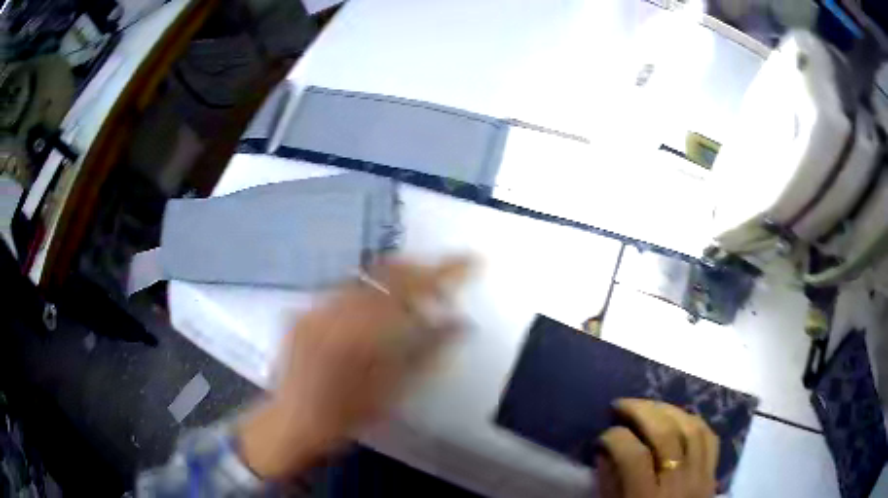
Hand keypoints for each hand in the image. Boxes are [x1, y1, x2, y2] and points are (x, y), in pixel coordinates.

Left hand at [237, 257, 470, 479]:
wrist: (293, 422)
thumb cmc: (347, 414)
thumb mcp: (393, 389)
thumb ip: (428, 350)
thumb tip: (461, 324)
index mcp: (363, 329)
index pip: (413, 287)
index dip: (444, 271)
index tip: (469, 260)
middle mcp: (337, 308)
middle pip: (386, 271)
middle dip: (418, 269)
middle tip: (440, 281)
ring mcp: (316, 306)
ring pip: (363, 277)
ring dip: (392, 280)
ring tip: (410, 295)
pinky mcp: (303, 312)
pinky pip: (341, 291)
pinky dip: (365, 294)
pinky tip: (371, 312)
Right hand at [597, 399, 718, 497]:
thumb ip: (609, 484)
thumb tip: (605, 450)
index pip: (634, 456)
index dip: (616, 438)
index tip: (603, 434)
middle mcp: (678, 482)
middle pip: (666, 434)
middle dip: (641, 411)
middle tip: (621, 404)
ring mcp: (701, 475)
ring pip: (691, 428)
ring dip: (667, 409)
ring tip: (648, 405)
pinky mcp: (713, 472)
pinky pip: (709, 436)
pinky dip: (693, 421)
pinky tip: (678, 416)